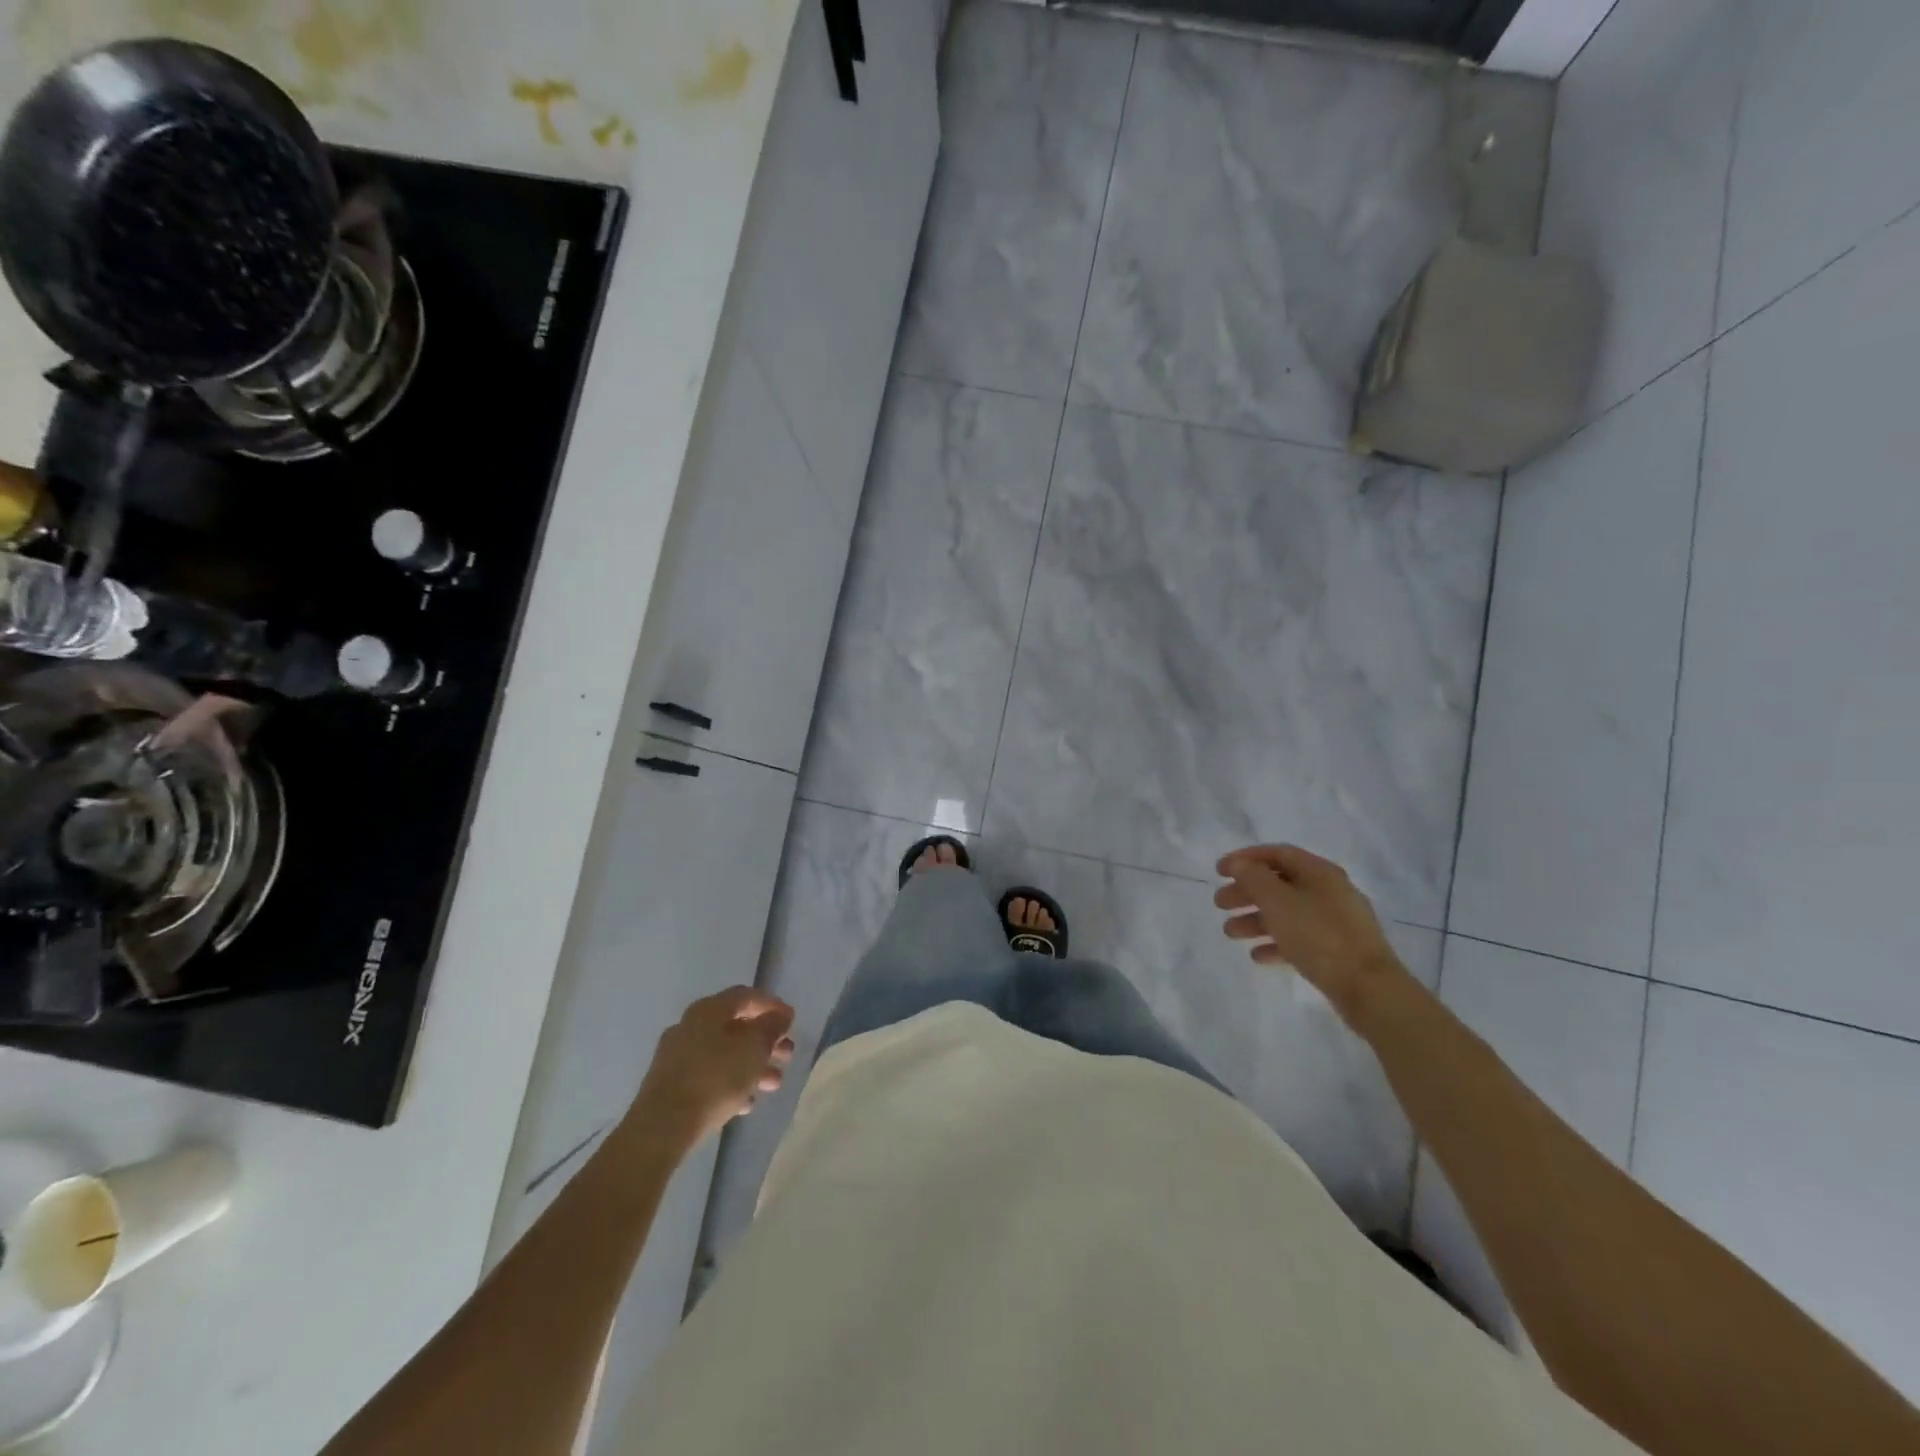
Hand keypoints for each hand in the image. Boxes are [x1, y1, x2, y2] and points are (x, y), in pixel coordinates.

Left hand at [631, 987, 796, 1151]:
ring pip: (724, 1053)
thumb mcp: (755, 1048)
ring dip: (752, 1065)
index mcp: (709, 1010)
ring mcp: (677, 1056)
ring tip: (774, 1084)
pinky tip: (747, 1103)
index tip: (792, 1021)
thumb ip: (772, 1027)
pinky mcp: (671, 1085)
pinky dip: (731, 1083)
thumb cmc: (715, 1078)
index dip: (772, 1005)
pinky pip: (709, 1076)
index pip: (746, 996)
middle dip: (765, 1041)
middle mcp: (690, 1026)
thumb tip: (781, 1015)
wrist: (662, 1128)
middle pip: (736, 1026)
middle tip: (787, 1055)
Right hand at [1214, 845, 1407, 1019]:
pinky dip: (1276, 943)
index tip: (1218, 871)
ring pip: (1287, 913)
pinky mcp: (1337, 950)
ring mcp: (1335, 922)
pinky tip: (1258, 955)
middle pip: (1279, 884)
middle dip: (1246, 892)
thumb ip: (1254, 878)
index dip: (1245, 858)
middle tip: (1220, 904)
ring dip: (1255, 919)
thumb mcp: (1279, 902)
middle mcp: (1329, 891)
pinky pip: (1299, 939)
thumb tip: (1239, 864)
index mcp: (1320, 872)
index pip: (1277, 853)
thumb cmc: (1319, 936)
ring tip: (1230, 933)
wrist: (1369, 988)